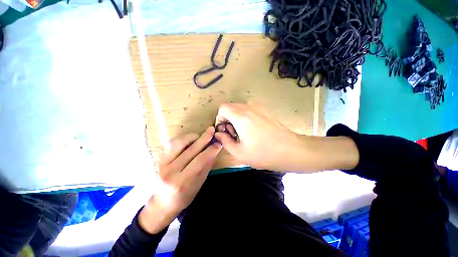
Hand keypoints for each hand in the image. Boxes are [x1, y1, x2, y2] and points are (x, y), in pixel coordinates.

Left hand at [139, 127, 221, 233]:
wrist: (161, 204)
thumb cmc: (183, 197)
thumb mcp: (198, 184)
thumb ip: (206, 166)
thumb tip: (214, 151)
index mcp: (181, 181)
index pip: (200, 160)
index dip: (211, 150)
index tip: (219, 143)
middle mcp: (170, 171)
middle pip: (190, 149)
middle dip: (204, 138)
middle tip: (212, 130)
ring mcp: (162, 164)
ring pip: (179, 143)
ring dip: (192, 136)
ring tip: (201, 135)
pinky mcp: (160, 159)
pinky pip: (172, 144)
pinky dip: (183, 139)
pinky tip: (191, 139)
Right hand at [214, 103, 304, 170]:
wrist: (290, 150)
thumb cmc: (263, 153)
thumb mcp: (240, 153)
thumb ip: (225, 141)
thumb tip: (218, 134)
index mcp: (241, 117)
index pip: (223, 108)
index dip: (220, 118)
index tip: (224, 130)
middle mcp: (249, 108)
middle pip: (230, 107)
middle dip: (227, 119)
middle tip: (233, 134)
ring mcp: (258, 107)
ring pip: (239, 107)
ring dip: (236, 117)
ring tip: (242, 132)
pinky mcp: (265, 110)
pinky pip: (249, 108)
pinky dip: (244, 116)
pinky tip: (251, 129)